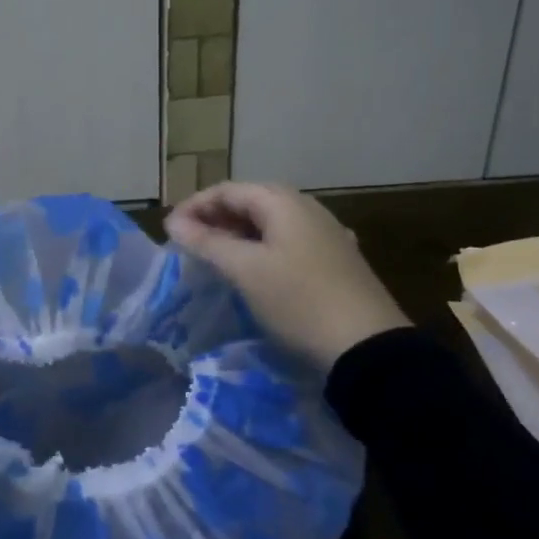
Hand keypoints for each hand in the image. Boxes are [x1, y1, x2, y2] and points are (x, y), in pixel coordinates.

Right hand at [166, 182, 408, 369]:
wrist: (368, 348)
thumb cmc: (298, 300)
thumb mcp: (245, 271)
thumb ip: (207, 242)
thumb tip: (174, 222)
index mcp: (284, 202)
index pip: (228, 190)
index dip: (194, 206)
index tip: (170, 231)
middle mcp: (307, 209)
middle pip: (251, 202)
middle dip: (215, 218)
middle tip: (189, 242)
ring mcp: (326, 235)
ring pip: (271, 223)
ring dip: (238, 234)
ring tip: (215, 256)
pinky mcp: (336, 261)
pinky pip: (289, 242)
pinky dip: (263, 249)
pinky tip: (256, 269)